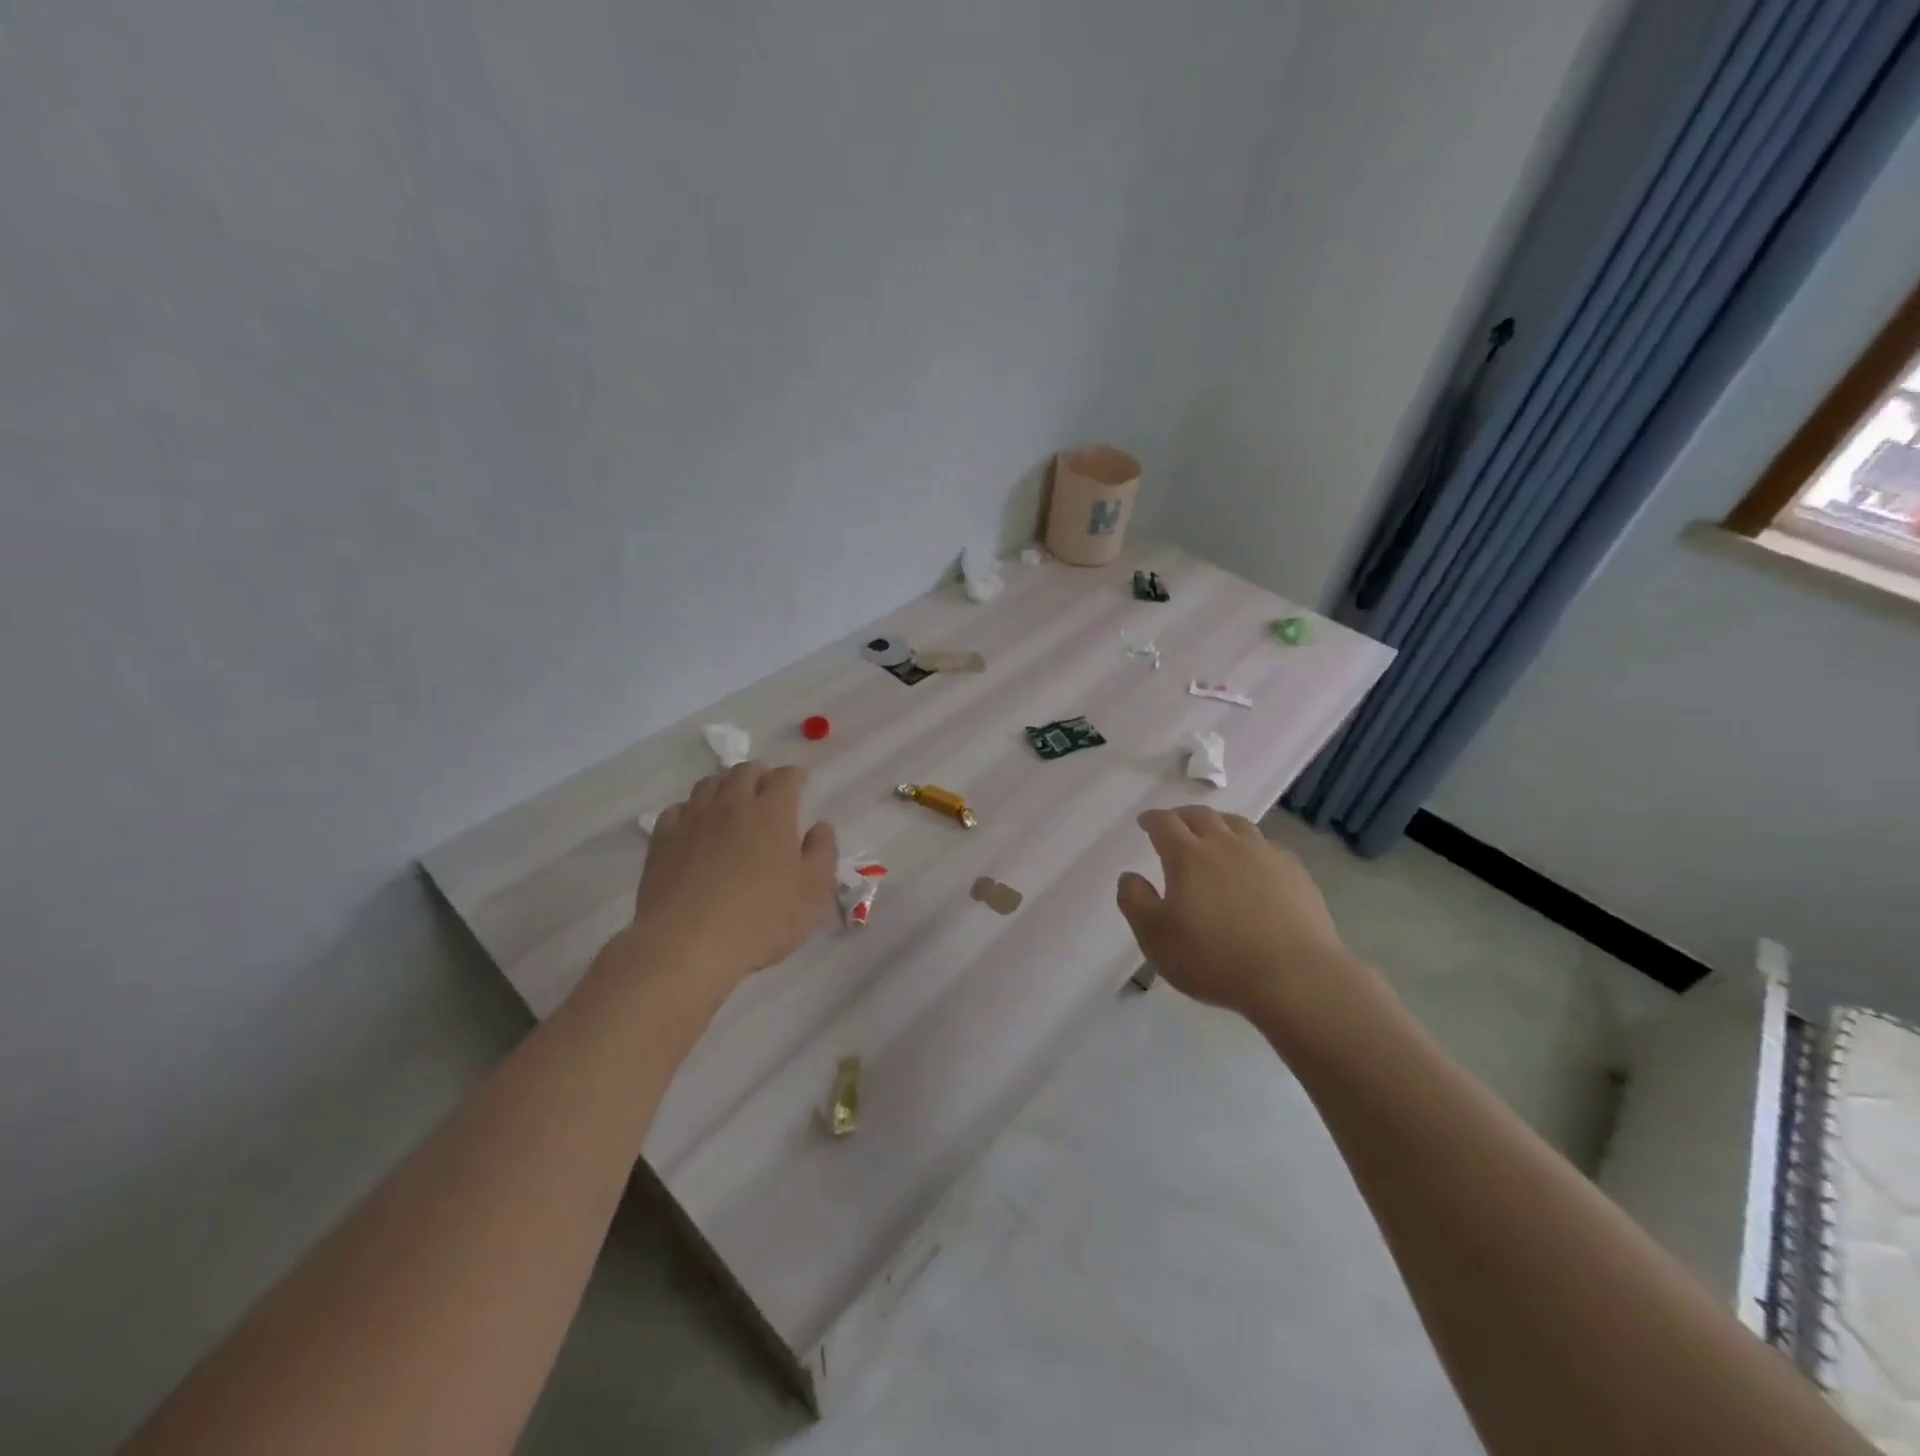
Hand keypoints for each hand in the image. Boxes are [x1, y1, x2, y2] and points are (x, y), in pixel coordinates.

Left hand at [622, 762, 837, 994]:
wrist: (686, 945)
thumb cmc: (761, 920)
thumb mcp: (812, 893)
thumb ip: (822, 852)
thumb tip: (820, 826)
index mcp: (772, 812)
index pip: (786, 776)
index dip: (796, 776)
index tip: (801, 783)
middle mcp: (732, 805)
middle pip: (746, 771)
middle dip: (761, 775)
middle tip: (769, 792)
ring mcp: (693, 819)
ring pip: (710, 783)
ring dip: (726, 786)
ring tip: (733, 803)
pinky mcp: (663, 839)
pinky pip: (678, 809)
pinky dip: (692, 809)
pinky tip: (696, 826)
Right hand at [1116, 807, 1353, 1020]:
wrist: (1295, 977)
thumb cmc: (1215, 959)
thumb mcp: (1156, 938)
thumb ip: (1135, 902)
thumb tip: (1130, 876)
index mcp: (1188, 856)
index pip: (1164, 824)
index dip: (1152, 819)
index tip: (1144, 822)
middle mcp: (1225, 844)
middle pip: (1201, 816)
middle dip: (1183, 816)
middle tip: (1175, 823)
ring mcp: (1264, 854)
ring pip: (1237, 824)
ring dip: (1218, 823)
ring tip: (1213, 834)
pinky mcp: (1295, 872)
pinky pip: (1266, 845)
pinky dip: (1251, 845)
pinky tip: (1253, 862)